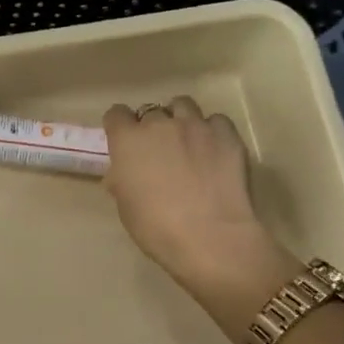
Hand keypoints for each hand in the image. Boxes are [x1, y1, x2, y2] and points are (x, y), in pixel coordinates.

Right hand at [102, 98, 297, 343]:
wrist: (210, 237)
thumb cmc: (156, 228)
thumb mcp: (126, 206)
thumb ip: (123, 179)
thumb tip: (125, 172)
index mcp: (128, 141)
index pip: (116, 114)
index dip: (120, 126)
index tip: (124, 141)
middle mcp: (160, 124)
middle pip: (151, 111)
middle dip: (152, 127)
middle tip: (159, 151)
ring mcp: (196, 126)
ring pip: (183, 105)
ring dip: (180, 120)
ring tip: (188, 142)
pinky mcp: (227, 134)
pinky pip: (215, 121)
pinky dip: (212, 132)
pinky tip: (214, 152)